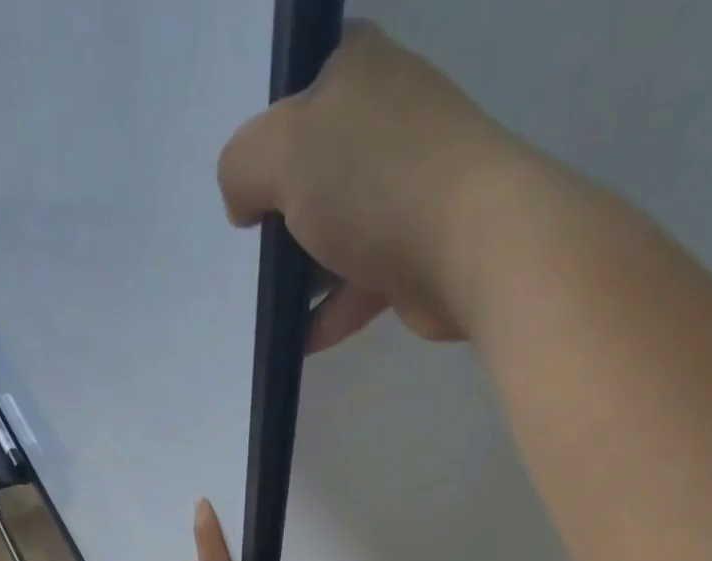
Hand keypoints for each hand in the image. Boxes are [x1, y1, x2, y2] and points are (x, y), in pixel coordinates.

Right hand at [218, 22, 570, 351]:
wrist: (470, 245)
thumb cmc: (371, 181)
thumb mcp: (279, 153)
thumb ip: (241, 167)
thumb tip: (243, 204)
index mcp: (357, 69)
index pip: (299, 89)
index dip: (268, 135)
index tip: (251, 184)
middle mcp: (387, 121)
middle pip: (316, 169)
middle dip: (283, 214)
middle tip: (255, 249)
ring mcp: (406, 191)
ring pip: (337, 232)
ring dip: (303, 273)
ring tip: (268, 307)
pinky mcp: (417, 254)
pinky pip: (358, 284)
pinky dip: (328, 312)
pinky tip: (297, 341)